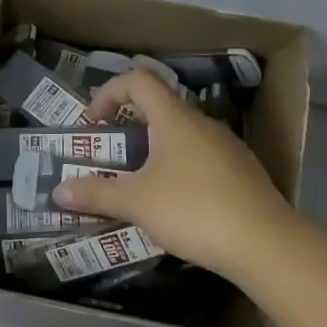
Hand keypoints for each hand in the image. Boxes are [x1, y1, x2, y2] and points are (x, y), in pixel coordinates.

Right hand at [53, 71, 293, 284]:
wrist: (267, 245)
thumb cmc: (193, 210)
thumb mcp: (136, 202)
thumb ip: (95, 193)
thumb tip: (58, 191)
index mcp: (175, 118)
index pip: (138, 81)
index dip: (109, 93)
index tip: (93, 124)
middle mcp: (203, 124)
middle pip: (159, 108)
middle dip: (129, 127)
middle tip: (110, 155)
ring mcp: (228, 148)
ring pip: (182, 136)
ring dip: (154, 150)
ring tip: (138, 184)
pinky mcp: (243, 174)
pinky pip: (201, 159)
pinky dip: (179, 169)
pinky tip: (175, 205)